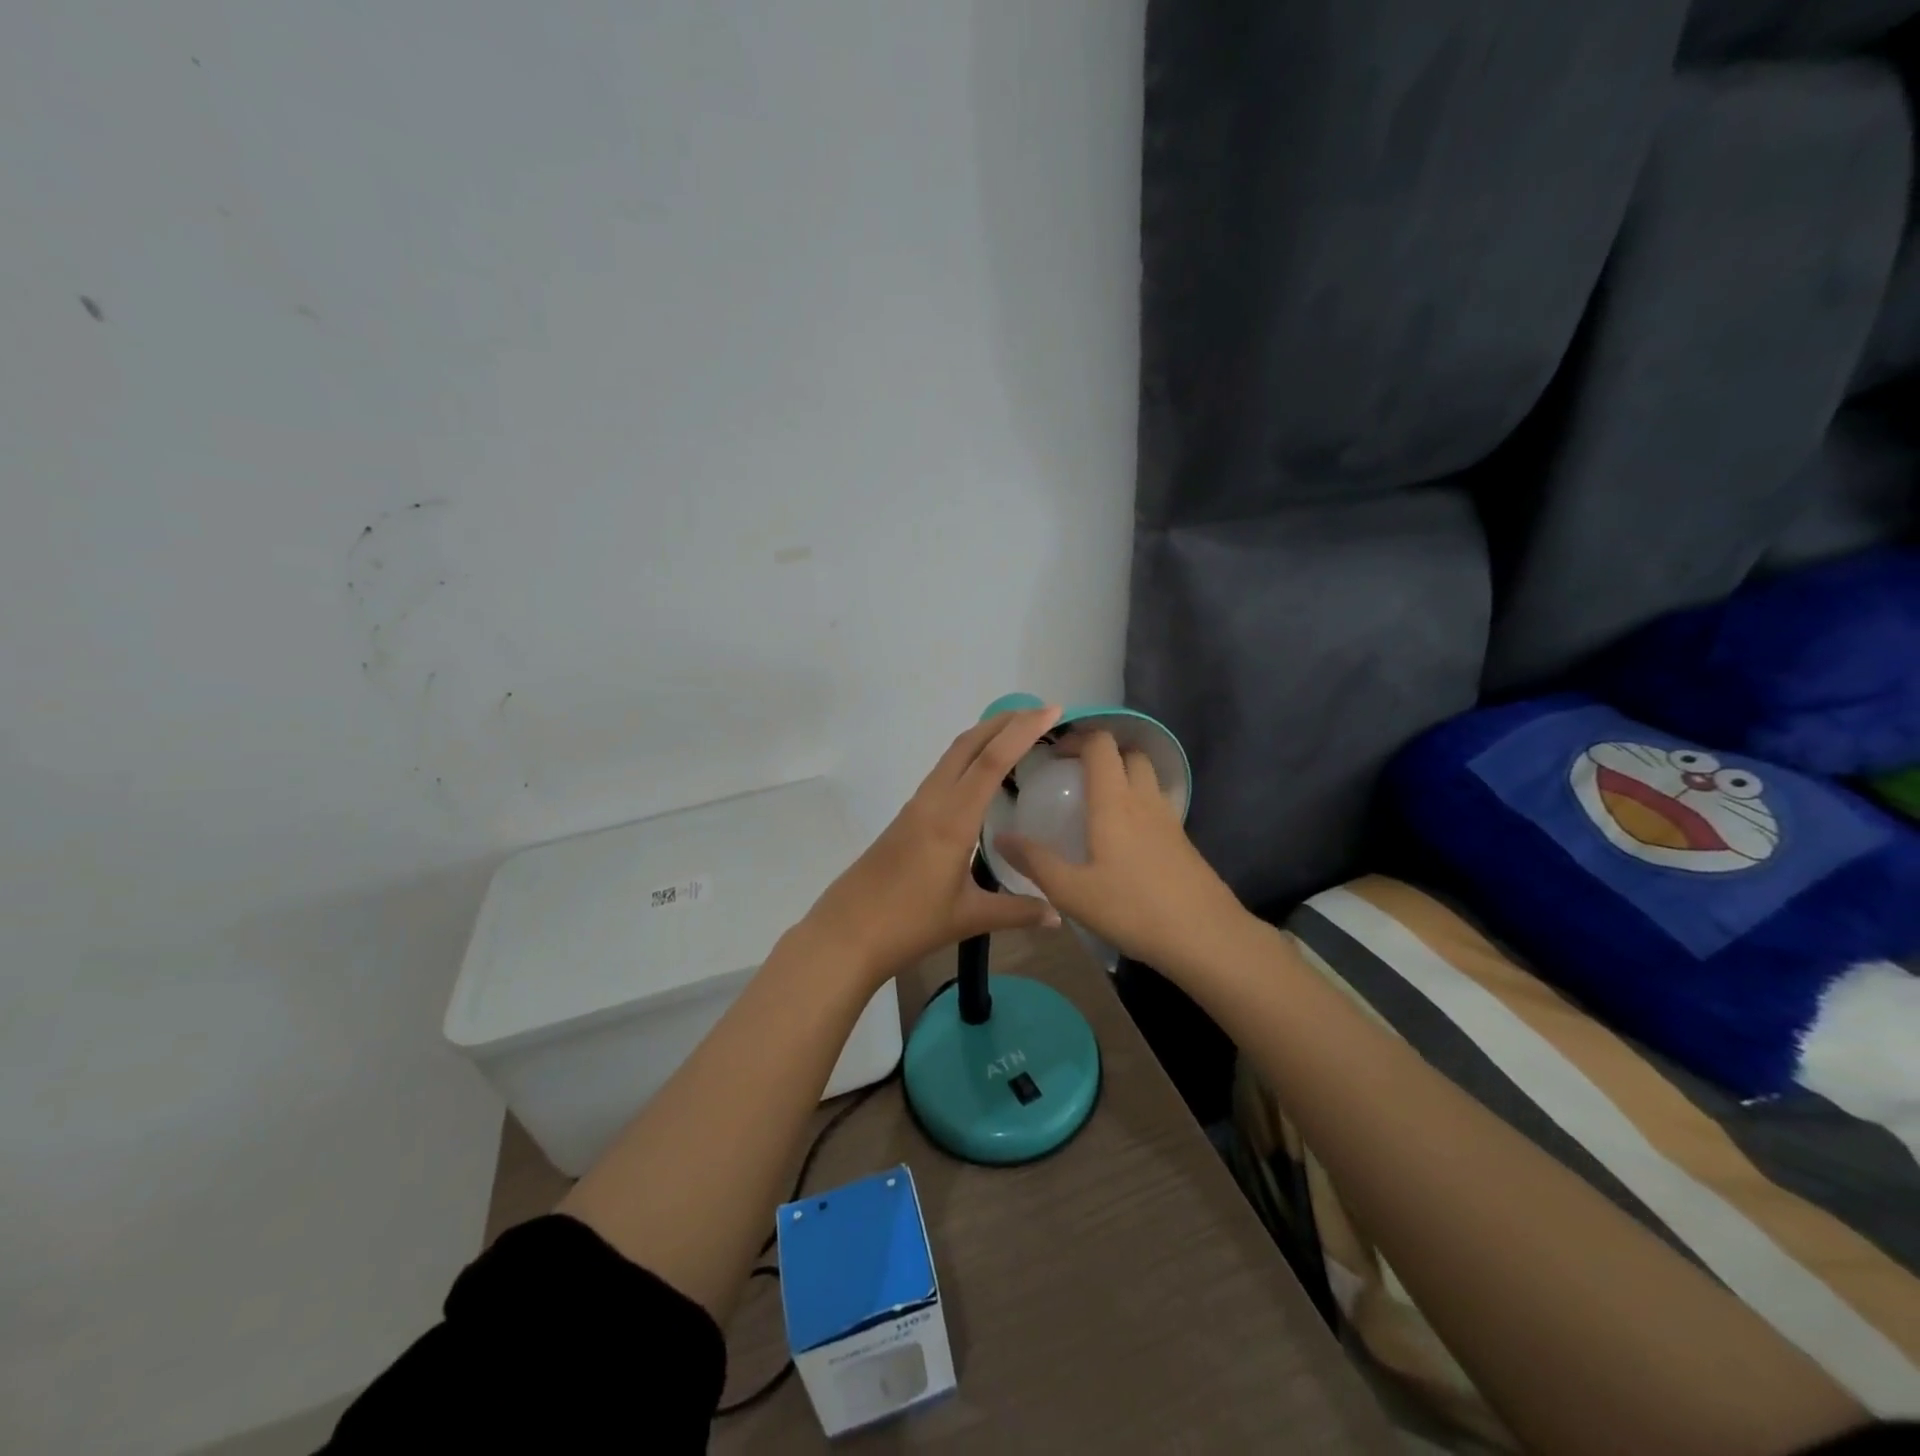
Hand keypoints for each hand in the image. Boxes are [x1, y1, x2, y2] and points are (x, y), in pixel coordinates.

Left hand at [803, 706, 1064, 982]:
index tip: (1052, 710)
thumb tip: (1059, 914)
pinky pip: (943, 774)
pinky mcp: (907, 817)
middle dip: (1005, 721)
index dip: (1023, 731)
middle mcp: (933, 801)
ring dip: (985, 737)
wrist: (846, 932)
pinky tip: (983, 776)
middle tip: (1041, 713)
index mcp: (953, 819)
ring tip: (1018, 736)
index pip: (992, 761)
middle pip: (969, 744)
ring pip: (952, 756)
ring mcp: (916, 807)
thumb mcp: (969, 918)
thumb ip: (1017, 911)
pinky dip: (968, 759)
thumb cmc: (909, 924)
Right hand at [994, 730, 1241, 972]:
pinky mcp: (1183, 840)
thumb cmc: (1132, 909)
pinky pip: (1156, 804)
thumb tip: (1000, 837)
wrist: (1205, 937)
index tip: (1053, 755)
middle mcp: (1144, 799)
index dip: (1077, 738)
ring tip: (1095, 804)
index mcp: (1114, 801)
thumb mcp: (1071, 891)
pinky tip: (1121, 838)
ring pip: (1147, 777)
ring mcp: (1168, 818)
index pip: (1101, 744)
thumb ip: (1034, 861)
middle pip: (1129, 752)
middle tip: (1074, 776)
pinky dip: (1137, 803)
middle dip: (1102, 753)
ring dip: (1122, 775)